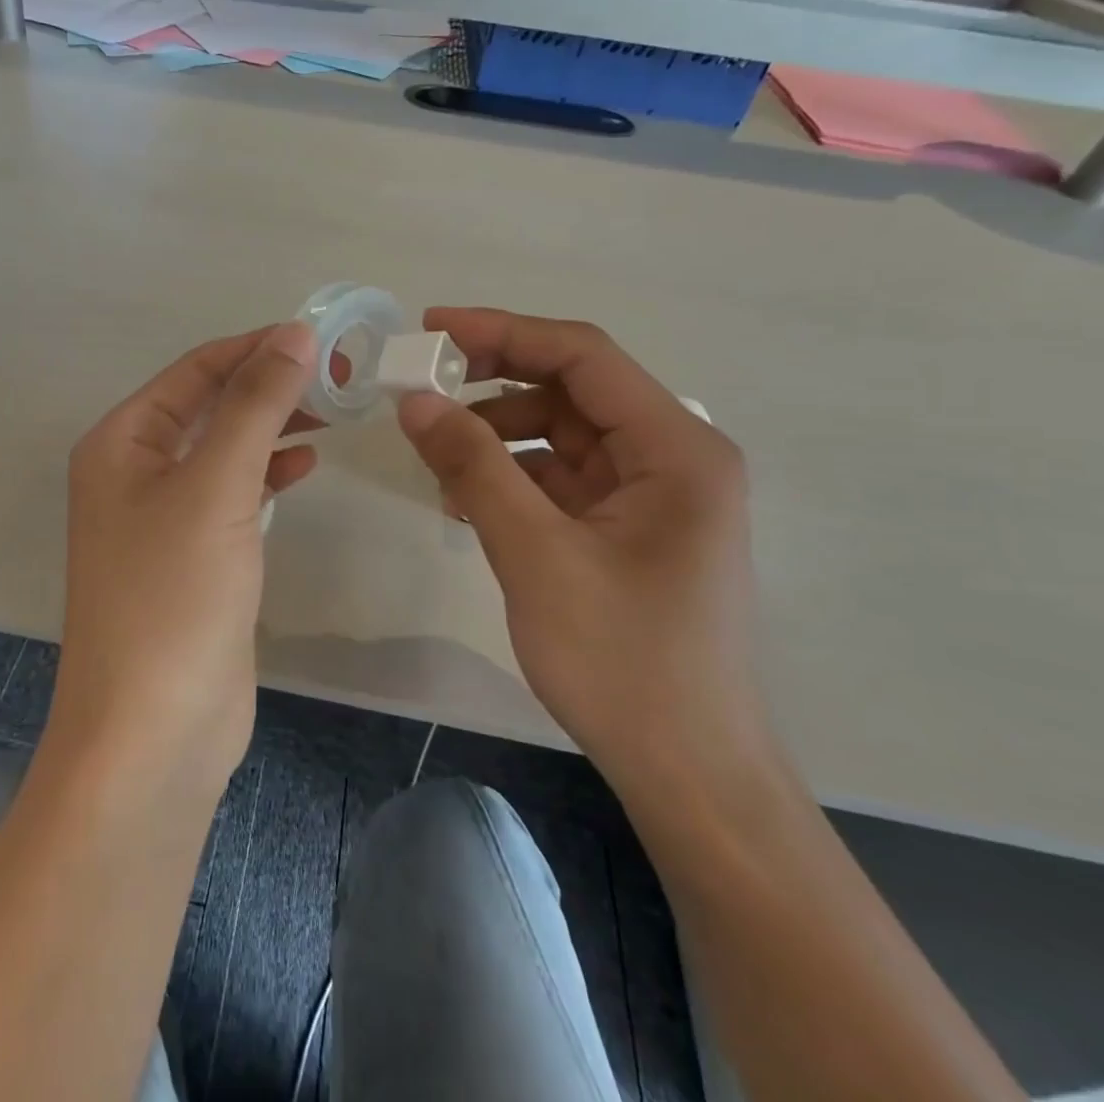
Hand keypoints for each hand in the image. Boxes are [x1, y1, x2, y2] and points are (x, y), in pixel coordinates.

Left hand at [52, 323, 320, 795]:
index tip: (322, 337)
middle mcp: (134, 472)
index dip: (255, 348)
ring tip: (333, 410)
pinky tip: (303, 465)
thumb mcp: (216, 487)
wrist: (153, 733)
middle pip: (209, 407)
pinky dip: (267, 473)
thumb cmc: (173, 597)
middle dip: (269, 386)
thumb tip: (294, 334)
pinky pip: (232, 495)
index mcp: (121, 442)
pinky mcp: (193, 558)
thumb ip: (255, 406)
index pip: (195, 371)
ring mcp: (162, 518)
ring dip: (272, 426)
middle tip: (340, 375)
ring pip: (224, 450)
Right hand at [396, 309, 771, 796]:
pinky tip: (466, 498)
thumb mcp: (535, 554)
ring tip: (436, 456)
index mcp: (676, 447)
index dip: (503, 332)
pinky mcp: (629, 529)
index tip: (431, 329)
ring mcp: (652, 495)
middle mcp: (673, 457)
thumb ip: (474, 466)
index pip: (583, 355)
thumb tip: (414, 400)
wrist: (689, 774)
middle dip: (494, 383)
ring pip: (562, 435)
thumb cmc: (623, 662)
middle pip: (572, 390)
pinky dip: (513, 477)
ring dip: (498, 434)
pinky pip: (562, 478)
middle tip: (421, 386)